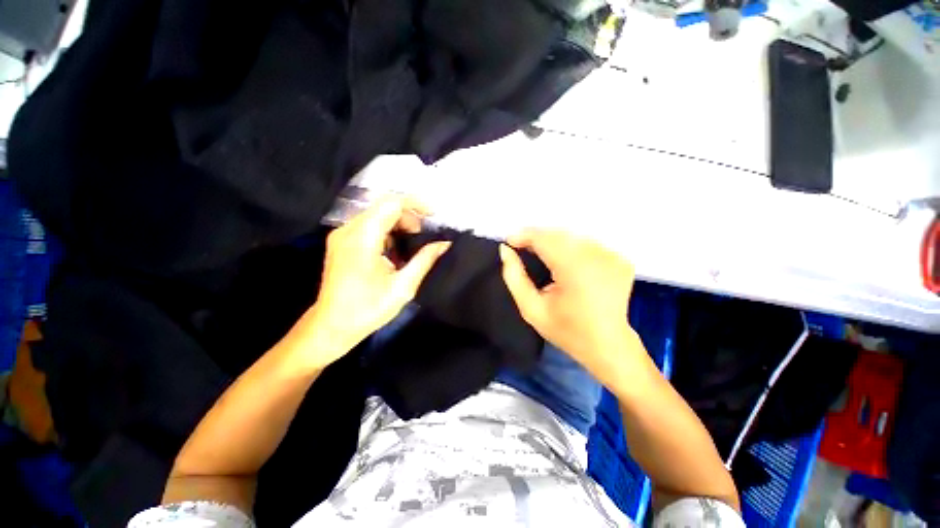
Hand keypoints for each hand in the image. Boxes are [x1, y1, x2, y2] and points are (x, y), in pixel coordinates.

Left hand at [290, 196, 449, 368]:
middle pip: (383, 207)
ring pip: (376, 215)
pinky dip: (387, 232)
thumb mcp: (403, 286)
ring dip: (398, 224)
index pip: (391, 204)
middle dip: (408, 216)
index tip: (433, 216)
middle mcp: (348, 230)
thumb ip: (425, 260)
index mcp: (363, 238)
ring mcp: (342, 235)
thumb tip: (444, 244)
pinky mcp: (341, 242)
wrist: (332, 326)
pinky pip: (368, 226)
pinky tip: (395, 251)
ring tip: (412, 245)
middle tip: (423, 237)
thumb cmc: (368, 309)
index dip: (415, 204)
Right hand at [499, 230, 642, 387]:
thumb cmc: (566, 330)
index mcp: (574, 269)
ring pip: (572, 236)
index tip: (509, 242)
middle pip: (558, 234)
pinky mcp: (620, 259)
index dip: (524, 235)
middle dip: (536, 238)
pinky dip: (571, 247)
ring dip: (553, 241)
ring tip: (539, 253)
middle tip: (521, 247)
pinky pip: (587, 244)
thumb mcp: (531, 309)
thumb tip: (505, 250)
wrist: (608, 347)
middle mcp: (597, 256)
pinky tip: (564, 261)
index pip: (544, 239)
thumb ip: (514, 277)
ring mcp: (612, 256)